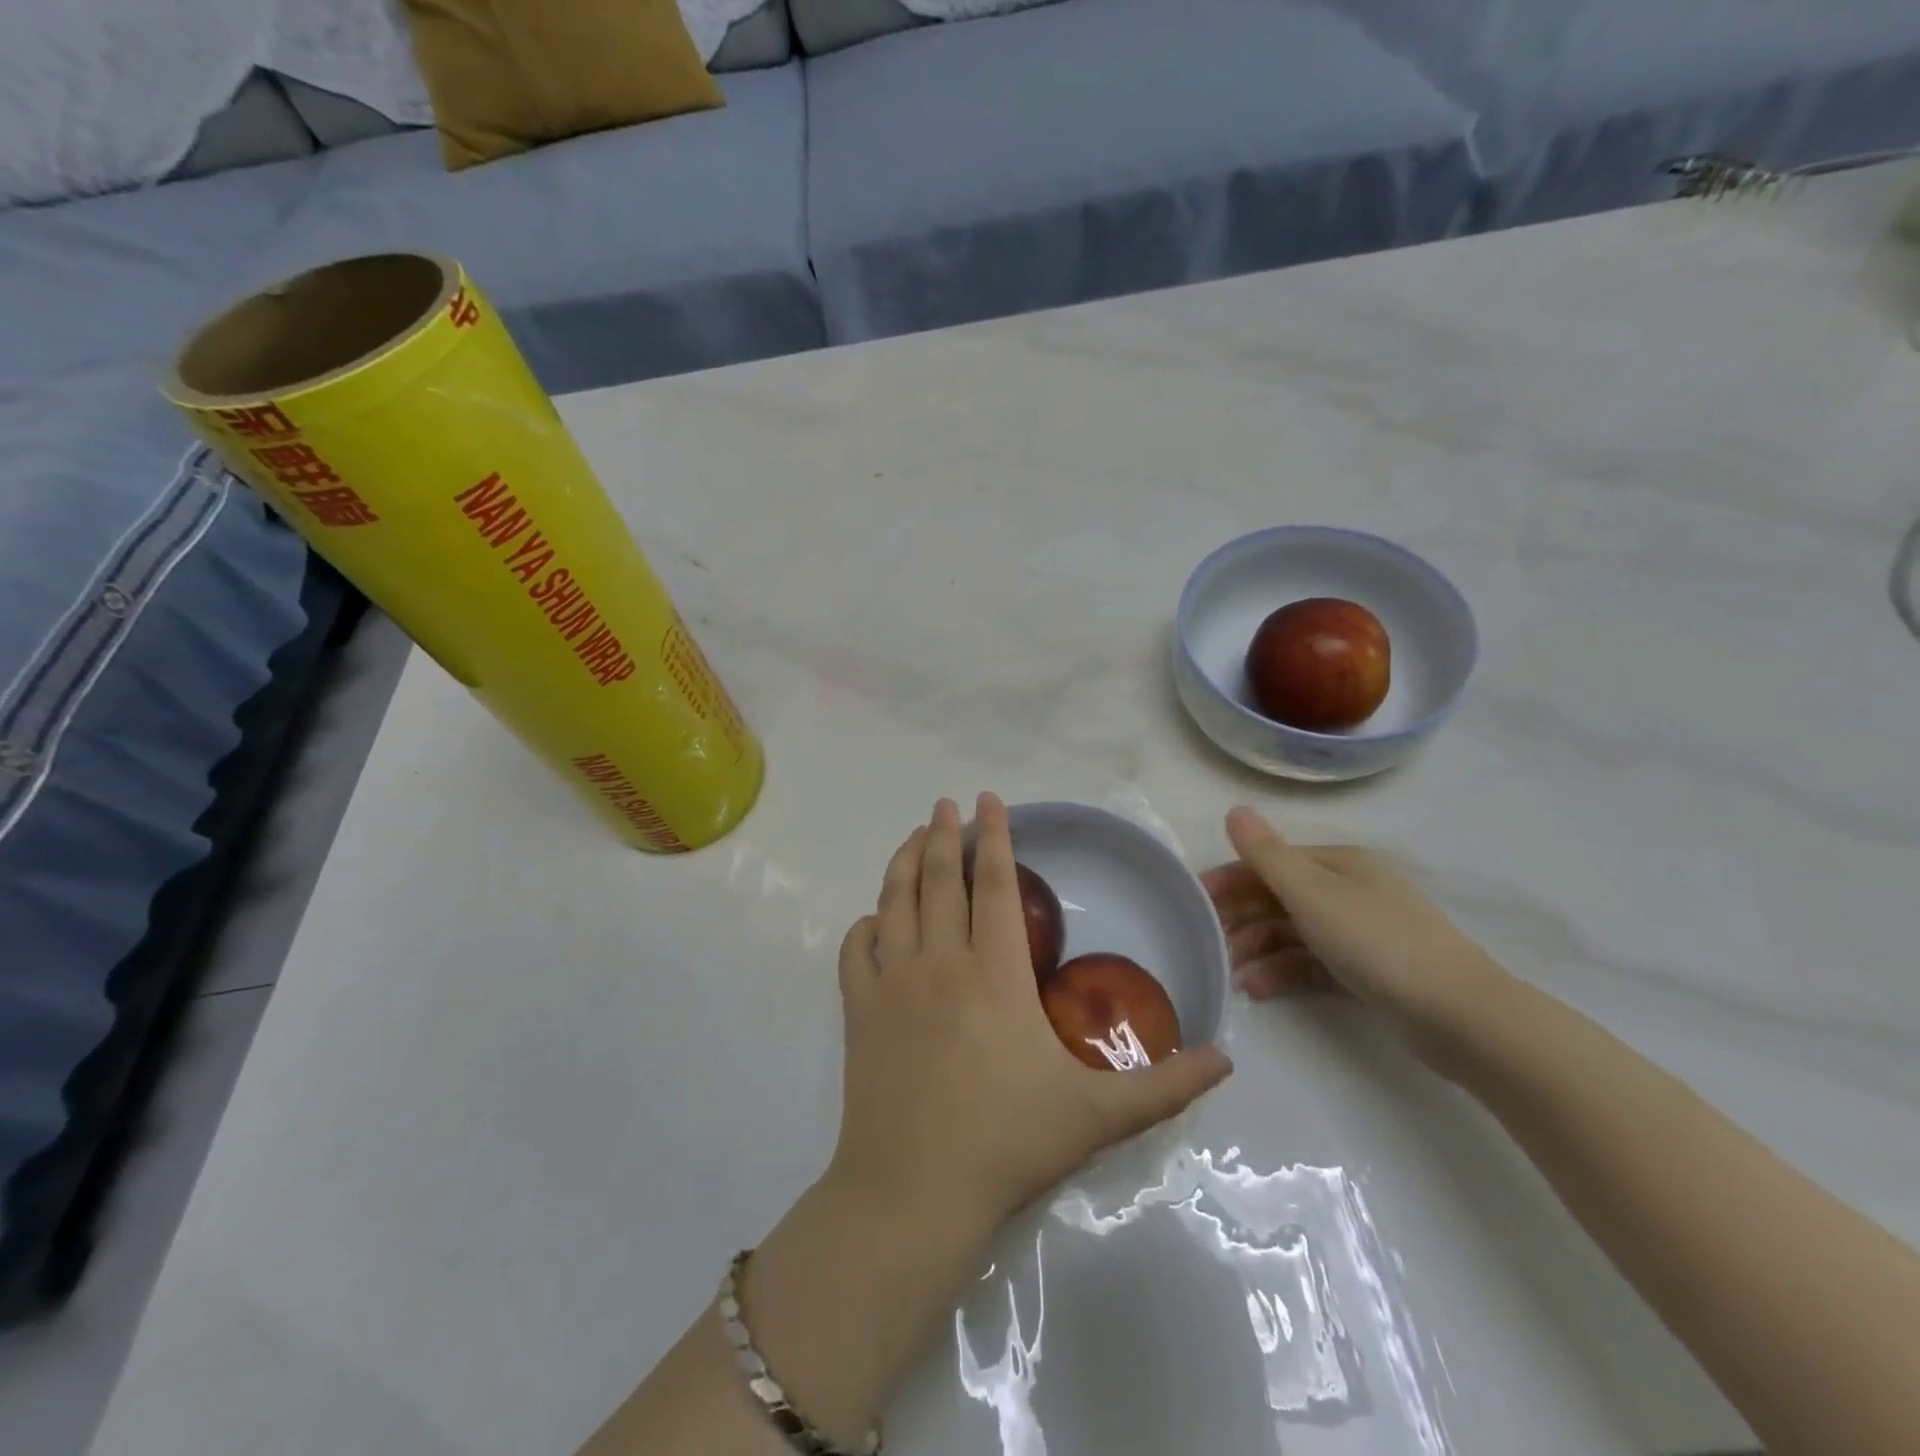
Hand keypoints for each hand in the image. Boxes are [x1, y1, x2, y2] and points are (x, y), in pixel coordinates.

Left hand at [829, 794, 1232, 1236]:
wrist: (914, 1193)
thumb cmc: (1007, 1143)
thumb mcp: (1098, 1115)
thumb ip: (1165, 1086)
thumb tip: (1227, 1060)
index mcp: (995, 973)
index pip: (999, 886)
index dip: (997, 838)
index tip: (990, 800)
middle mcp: (940, 962)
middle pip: (941, 880)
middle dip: (945, 835)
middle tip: (946, 804)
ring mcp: (892, 983)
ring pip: (895, 902)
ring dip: (904, 863)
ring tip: (914, 837)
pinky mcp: (858, 1011)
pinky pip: (855, 953)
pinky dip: (863, 928)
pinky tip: (871, 919)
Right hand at [1202, 806, 1510, 1058]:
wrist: (1459, 1014)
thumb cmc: (1375, 941)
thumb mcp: (1311, 893)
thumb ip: (1266, 855)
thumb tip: (1234, 810)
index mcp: (1338, 864)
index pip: (1269, 864)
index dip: (1229, 881)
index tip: (1194, 905)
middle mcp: (1348, 890)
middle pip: (1278, 898)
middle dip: (1240, 920)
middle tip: (1208, 946)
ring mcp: (1360, 931)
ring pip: (1292, 933)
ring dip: (1257, 950)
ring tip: (1231, 976)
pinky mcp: (1368, 970)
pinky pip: (1312, 962)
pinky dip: (1283, 972)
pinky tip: (1257, 990)